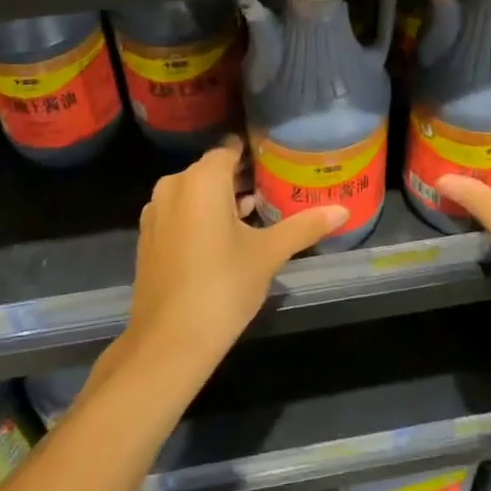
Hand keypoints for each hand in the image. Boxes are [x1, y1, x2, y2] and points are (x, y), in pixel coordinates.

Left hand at [124, 137, 345, 371]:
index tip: (277, 164)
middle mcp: (174, 185)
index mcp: (202, 179)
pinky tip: (223, 239)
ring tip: (254, 216)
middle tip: (273, 192)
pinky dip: (200, 216)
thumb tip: (342, 211)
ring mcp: (156, 211)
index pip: (230, 150)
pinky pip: (179, 212)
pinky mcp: (148, 236)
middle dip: (240, 179)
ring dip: (220, 199)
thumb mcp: (269, 254)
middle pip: (211, 170)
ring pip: (194, 192)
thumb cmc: (223, 287)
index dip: (254, 155)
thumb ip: (304, 226)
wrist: (169, 341)